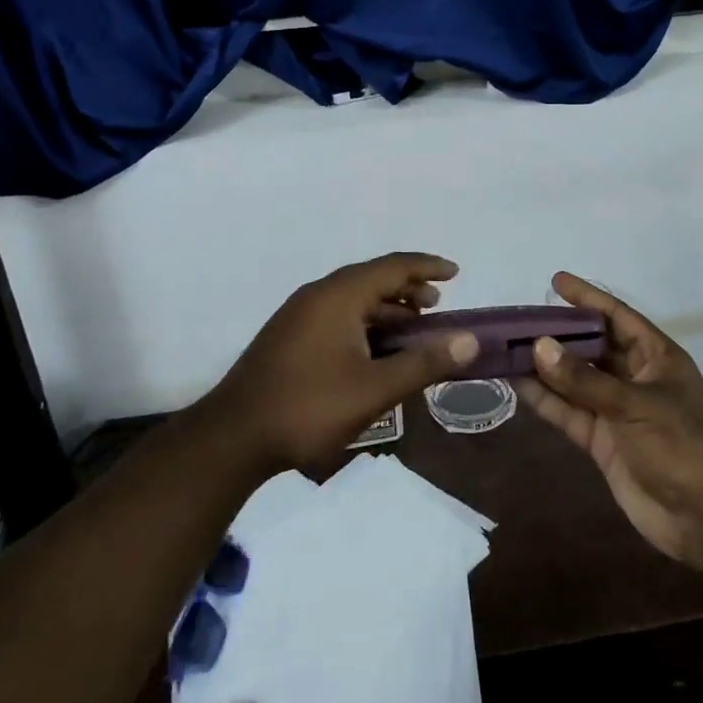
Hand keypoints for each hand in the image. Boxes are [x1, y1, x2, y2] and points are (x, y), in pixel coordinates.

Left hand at [200, 252, 479, 471]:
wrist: (234, 436)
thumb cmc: (309, 408)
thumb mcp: (375, 389)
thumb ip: (424, 362)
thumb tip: (469, 340)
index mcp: (338, 295)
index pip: (392, 266)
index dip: (427, 266)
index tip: (457, 273)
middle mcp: (318, 294)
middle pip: (372, 279)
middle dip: (408, 288)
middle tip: (438, 305)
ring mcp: (299, 315)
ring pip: (353, 299)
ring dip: (386, 309)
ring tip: (412, 330)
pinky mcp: (289, 336)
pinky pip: (337, 315)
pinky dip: (365, 323)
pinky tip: (375, 352)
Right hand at [517, 271, 702, 569]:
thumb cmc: (683, 444)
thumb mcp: (635, 405)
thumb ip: (584, 379)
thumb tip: (539, 346)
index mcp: (655, 356)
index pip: (617, 316)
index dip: (588, 298)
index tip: (555, 281)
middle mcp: (633, 377)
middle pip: (590, 346)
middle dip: (557, 333)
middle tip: (518, 319)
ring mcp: (616, 410)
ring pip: (573, 380)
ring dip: (544, 367)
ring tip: (507, 348)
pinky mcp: (601, 440)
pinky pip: (568, 412)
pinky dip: (545, 400)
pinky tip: (517, 384)